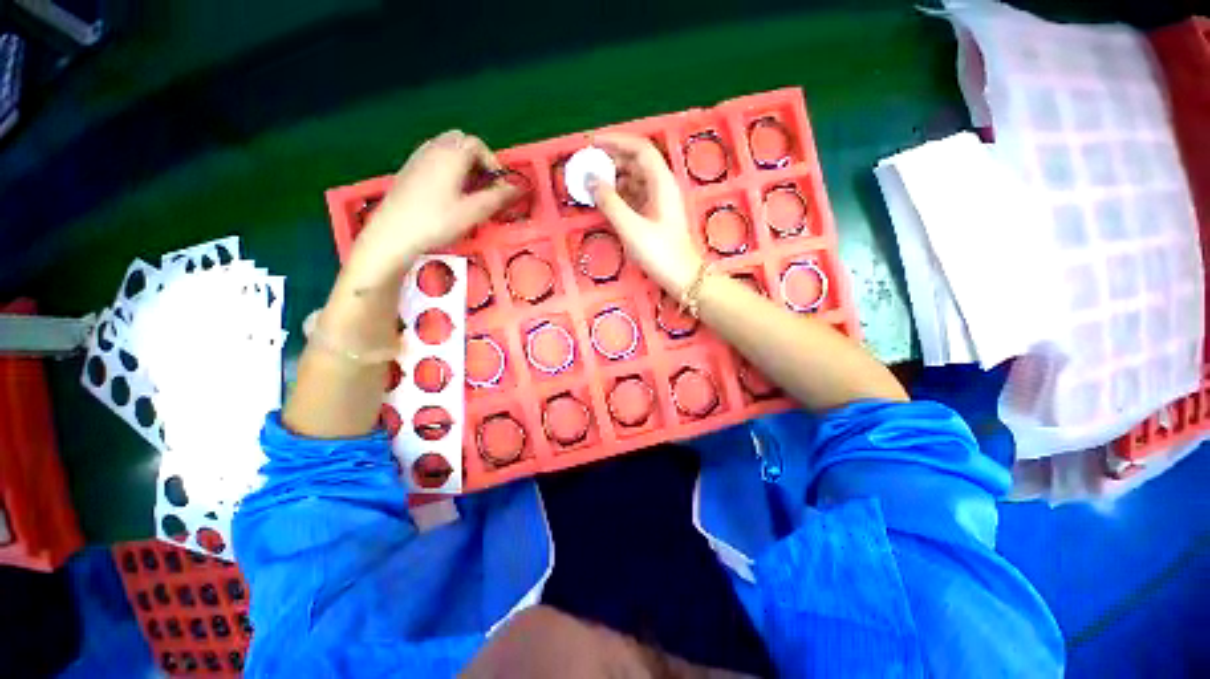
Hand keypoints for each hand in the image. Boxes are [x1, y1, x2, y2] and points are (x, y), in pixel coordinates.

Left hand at [348, 130, 515, 283]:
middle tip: (485, 186)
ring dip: (463, 164)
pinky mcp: (408, 170)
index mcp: (451, 155)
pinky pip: (433, 158)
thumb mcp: (473, 212)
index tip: (499, 186)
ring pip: (446, 148)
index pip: (478, 145)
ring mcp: (418, 158)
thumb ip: (498, 198)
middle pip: (461, 141)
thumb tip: (518, 189)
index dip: (493, 163)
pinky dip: (447, 168)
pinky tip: (448, 193)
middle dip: (478, 160)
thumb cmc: (436, 221)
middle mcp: (433, 149)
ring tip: (468, 191)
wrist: (393, 233)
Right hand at [590, 133, 702, 295]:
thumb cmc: (659, 252)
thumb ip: (610, 202)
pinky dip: (621, 194)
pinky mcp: (656, 216)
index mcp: (662, 182)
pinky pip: (636, 196)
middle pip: (637, 162)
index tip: (593, 144)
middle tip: (589, 165)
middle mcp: (663, 187)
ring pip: (636, 180)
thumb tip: (590, 179)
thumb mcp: (631, 227)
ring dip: (615, 178)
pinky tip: (607, 201)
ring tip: (593, 183)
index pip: (640, 149)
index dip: (616, 141)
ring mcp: (660, 202)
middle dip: (613, 160)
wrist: (682, 277)